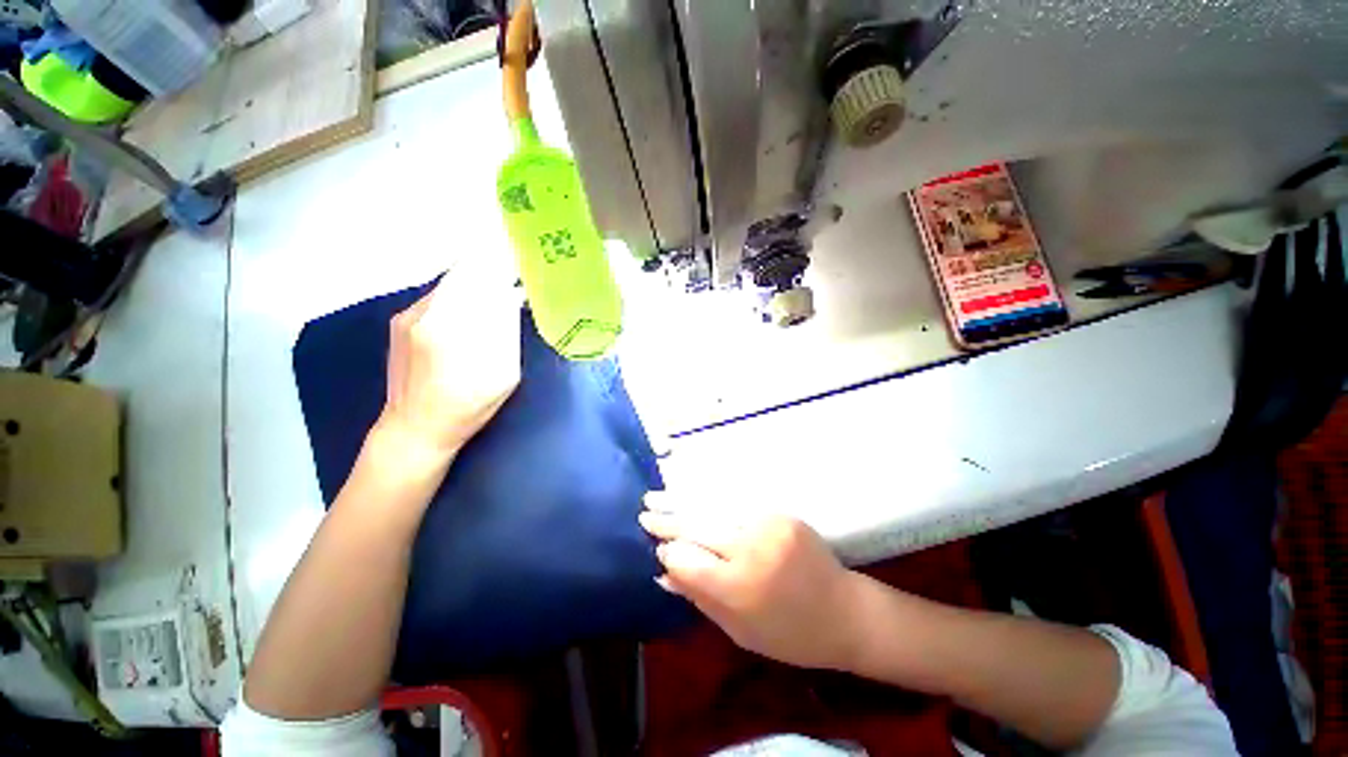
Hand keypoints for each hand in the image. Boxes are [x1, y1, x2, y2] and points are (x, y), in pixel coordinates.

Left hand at [373, 270, 522, 468]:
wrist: (414, 428)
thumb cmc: (469, 406)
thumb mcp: (504, 372)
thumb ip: (506, 329)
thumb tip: (511, 294)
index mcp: (455, 325)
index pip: (483, 275)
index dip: (503, 262)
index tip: (523, 262)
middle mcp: (426, 311)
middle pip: (464, 272)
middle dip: (491, 268)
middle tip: (514, 275)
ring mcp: (408, 314)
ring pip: (450, 283)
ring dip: (474, 283)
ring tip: (494, 296)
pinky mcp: (399, 321)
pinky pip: (437, 296)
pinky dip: (458, 296)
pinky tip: (467, 316)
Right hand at [639, 495, 863, 670]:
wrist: (845, 611)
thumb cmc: (791, 635)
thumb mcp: (739, 631)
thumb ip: (699, 597)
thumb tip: (662, 573)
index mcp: (740, 586)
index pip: (687, 560)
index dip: (669, 554)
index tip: (657, 551)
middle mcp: (751, 547)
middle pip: (697, 526)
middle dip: (667, 521)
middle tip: (644, 513)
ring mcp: (767, 523)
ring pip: (712, 505)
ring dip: (682, 500)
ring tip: (656, 497)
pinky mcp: (779, 511)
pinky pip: (735, 500)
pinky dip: (709, 496)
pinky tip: (691, 491)